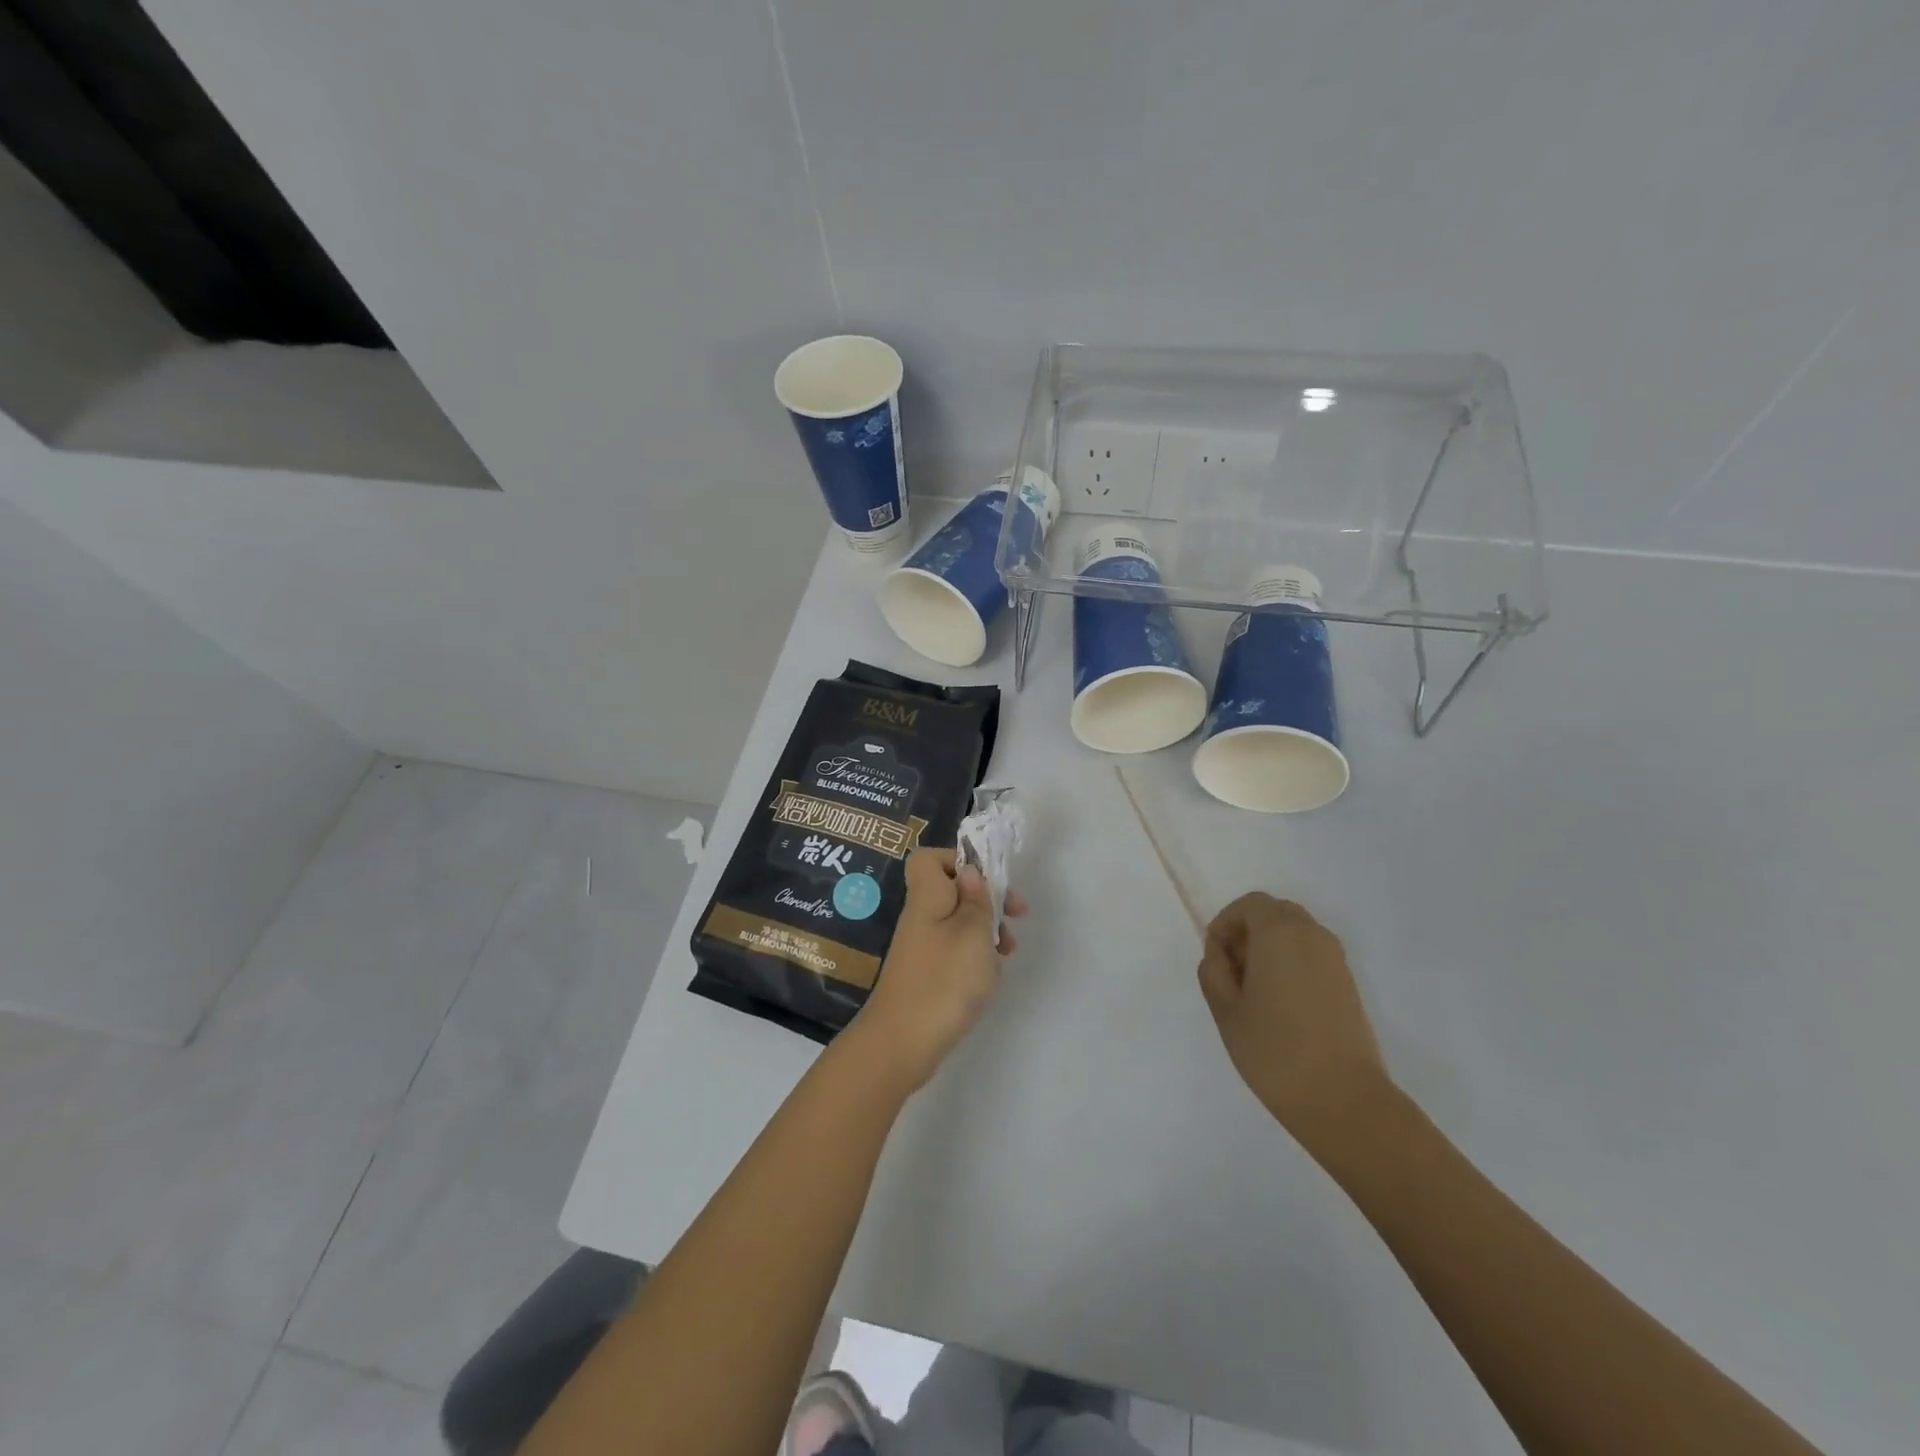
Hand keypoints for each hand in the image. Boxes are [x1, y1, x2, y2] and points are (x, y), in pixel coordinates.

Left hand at [851, 849, 1026, 1091]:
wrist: (901, 1044)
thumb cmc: (943, 981)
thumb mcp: (973, 933)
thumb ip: (977, 899)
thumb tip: (969, 870)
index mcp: (928, 897)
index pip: (929, 858)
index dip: (958, 859)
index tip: (988, 879)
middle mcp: (921, 917)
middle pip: (952, 890)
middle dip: (987, 899)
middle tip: (1017, 915)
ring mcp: (921, 947)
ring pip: (958, 922)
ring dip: (987, 931)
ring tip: (1007, 952)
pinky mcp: (926, 974)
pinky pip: (954, 951)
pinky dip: (975, 957)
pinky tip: (989, 976)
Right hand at [1197, 893, 1390, 1151]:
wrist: (1344, 1100)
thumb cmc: (1275, 1051)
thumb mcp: (1226, 1010)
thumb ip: (1214, 972)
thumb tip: (1220, 955)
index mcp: (1279, 932)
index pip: (1249, 905)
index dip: (1225, 924)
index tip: (1215, 959)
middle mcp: (1312, 936)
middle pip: (1275, 913)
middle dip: (1248, 932)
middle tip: (1232, 971)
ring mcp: (1336, 960)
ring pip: (1296, 933)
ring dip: (1270, 948)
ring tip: (1254, 992)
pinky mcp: (1349, 984)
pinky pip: (1312, 955)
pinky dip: (1291, 963)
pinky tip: (1281, 1005)